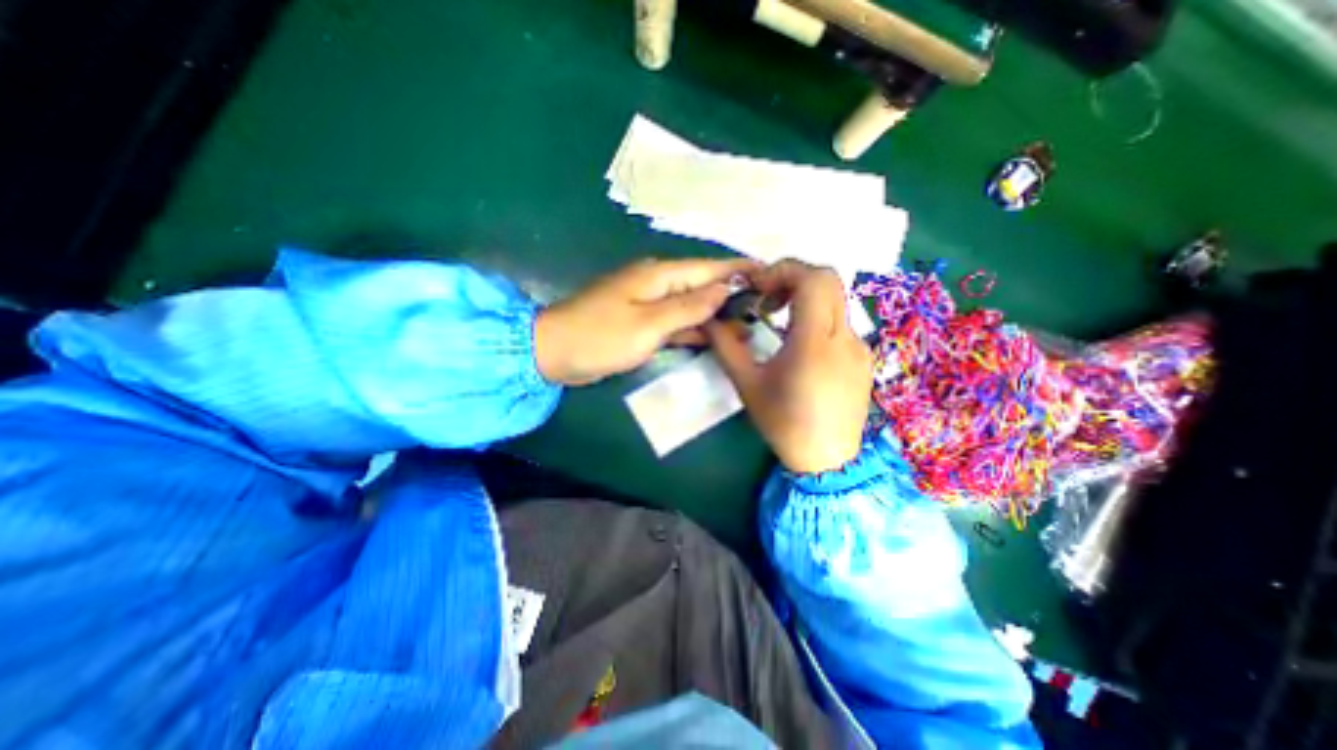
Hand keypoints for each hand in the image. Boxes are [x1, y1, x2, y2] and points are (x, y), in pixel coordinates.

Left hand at [537, 258, 761, 386]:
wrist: (555, 353)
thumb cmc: (600, 336)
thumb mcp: (649, 323)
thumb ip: (689, 307)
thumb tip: (724, 289)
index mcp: (659, 275)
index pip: (708, 268)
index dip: (739, 269)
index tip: (770, 273)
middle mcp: (657, 284)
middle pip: (702, 286)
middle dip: (732, 295)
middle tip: (765, 308)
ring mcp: (649, 305)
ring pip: (691, 306)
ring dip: (715, 315)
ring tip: (748, 326)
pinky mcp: (642, 323)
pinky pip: (676, 323)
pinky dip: (694, 330)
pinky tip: (714, 339)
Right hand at [702, 261, 874, 474]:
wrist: (828, 460)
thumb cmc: (784, 424)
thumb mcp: (748, 385)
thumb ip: (726, 347)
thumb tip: (709, 320)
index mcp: (814, 343)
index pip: (813, 279)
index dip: (783, 271)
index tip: (757, 288)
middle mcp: (844, 337)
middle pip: (829, 279)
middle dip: (793, 277)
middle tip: (767, 299)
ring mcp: (859, 346)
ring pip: (836, 298)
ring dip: (806, 296)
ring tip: (780, 320)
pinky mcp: (863, 357)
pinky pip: (841, 321)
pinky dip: (818, 316)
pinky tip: (801, 344)